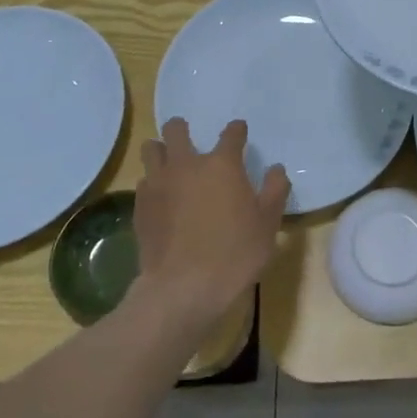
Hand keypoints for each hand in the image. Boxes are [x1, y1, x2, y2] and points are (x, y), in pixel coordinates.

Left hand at [132, 118, 288, 330]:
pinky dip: (152, 184)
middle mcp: (187, 165)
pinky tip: (160, 198)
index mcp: (222, 165)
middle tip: (188, 140)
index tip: (239, 131)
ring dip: (160, 151)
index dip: (237, 130)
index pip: (231, 134)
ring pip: (151, 149)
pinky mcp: (140, 206)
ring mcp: (159, 184)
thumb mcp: (268, 224)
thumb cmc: (234, 254)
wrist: (183, 288)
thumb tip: (276, 169)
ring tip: (169, 164)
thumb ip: (274, 191)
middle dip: (182, 129)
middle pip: (176, 130)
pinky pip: (143, 182)